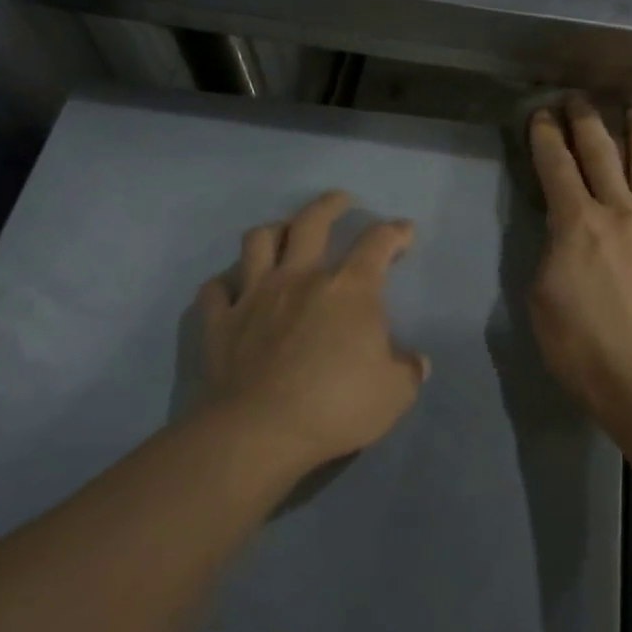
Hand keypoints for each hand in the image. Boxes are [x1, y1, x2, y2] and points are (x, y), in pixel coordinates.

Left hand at [196, 191, 428, 473]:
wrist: (260, 432)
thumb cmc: (336, 406)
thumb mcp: (394, 394)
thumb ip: (408, 370)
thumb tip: (416, 361)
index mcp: (349, 288)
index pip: (377, 243)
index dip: (395, 231)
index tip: (404, 230)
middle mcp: (301, 277)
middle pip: (311, 221)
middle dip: (330, 204)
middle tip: (341, 200)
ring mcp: (255, 295)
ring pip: (258, 241)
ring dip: (273, 231)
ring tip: (282, 233)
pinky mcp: (221, 321)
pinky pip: (216, 289)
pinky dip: (225, 285)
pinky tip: (232, 289)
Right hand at [528, 99, 631, 408]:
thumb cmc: (576, 340)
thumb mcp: (542, 290)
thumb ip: (553, 246)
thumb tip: (565, 226)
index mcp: (577, 222)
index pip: (557, 166)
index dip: (546, 136)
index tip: (542, 114)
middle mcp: (618, 211)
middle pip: (602, 153)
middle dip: (586, 120)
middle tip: (579, 98)